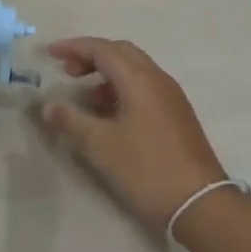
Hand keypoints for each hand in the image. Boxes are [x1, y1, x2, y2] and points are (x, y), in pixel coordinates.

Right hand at [36, 37, 228, 229]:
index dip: (74, 47)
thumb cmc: (146, 168)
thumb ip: (72, 121)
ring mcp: (171, 97)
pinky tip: (111, 114)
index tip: (50, 54)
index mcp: (139, 79)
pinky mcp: (177, 114)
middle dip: (92, 56)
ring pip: (135, 69)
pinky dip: (122, 88)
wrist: (200, 204)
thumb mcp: (101, 145)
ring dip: (107, 73)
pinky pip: (145, 87)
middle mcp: (157, 79)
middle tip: (68, 72)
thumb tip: (49, 106)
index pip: (102, 49)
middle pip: (121, 52)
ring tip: (86, 98)